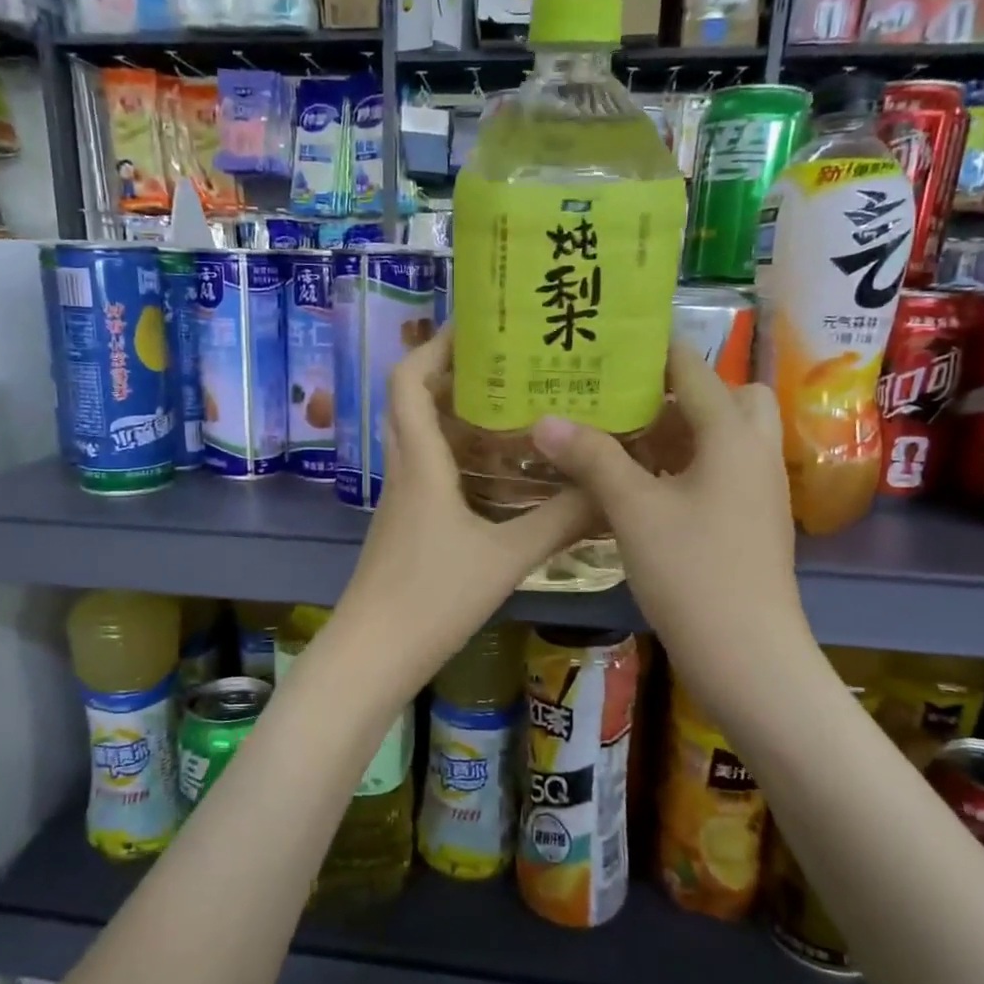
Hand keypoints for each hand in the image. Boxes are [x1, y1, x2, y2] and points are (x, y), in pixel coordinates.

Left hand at [338, 326, 595, 681]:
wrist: (373, 654)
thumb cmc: (432, 598)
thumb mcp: (505, 558)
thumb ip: (559, 522)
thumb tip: (610, 490)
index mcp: (420, 463)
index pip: (408, 381)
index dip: (434, 347)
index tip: (475, 328)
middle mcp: (404, 471)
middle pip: (412, 402)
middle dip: (452, 374)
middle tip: (508, 364)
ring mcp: (401, 500)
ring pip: (421, 438)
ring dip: (456, 416)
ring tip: (513, 408)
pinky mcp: (405, 526)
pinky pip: (428, 471)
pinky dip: (457, 457)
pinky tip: (498, 473)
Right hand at [531, 345, 808, 695]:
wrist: (747, 656)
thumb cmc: (692, 572)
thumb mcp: (633, 509)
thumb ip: (591, 458)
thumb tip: (543, 420)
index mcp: (732, 435)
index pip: (692, 370)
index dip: (652, 352)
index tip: (608, 344)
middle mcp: (754, 453)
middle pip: (725, 398)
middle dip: (678, 393)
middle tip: (625, 402)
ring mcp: (757, 491)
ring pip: (722, 439)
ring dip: (679, 432)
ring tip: (621, 439)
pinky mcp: (750, 522)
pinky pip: (719, 473)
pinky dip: (684, 467)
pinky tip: (640, 488)